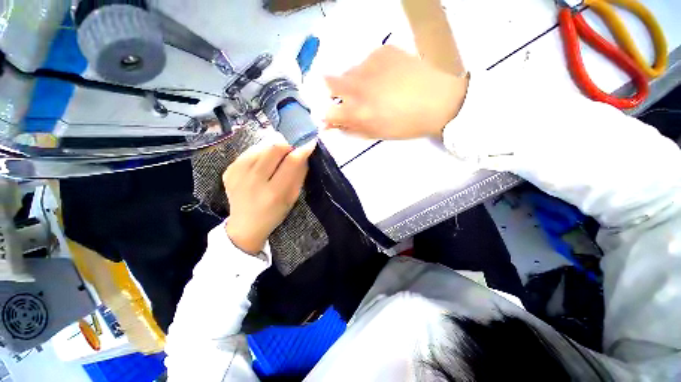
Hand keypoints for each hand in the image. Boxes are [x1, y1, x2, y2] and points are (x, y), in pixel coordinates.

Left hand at [224, 132, 315, 254]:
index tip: (310, 144)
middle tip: (291, 152)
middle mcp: (254, 181)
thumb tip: (304, 154)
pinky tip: (262, 164)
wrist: (246, 225)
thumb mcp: (292, 198)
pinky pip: (249, 152)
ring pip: (261, 147)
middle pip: (274, 148)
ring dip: (273, 150)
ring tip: (275, 160)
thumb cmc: (274, 213)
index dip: (302, 150)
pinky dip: (259, 154)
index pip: (291, 162)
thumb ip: (299, 175)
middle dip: (287, 146)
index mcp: (274, 193)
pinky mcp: (228, 170)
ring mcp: (238, 175)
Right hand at [323, 46, 467, 139]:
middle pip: (329, 83)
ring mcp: (369, 65)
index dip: (327, 116)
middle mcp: (358, 86)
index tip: (333, 117)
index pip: (326, 112)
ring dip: (354, 81)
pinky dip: (370, 70)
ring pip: (349, 71)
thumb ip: (350, 129)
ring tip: (375, 88)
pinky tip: (386, 76)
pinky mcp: (383, 50)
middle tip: (351, 98)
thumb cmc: (405, 125)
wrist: (438, 102)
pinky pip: (366, 61)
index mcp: (358, 112)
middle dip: (333, 92)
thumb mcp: (375, 133)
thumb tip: (331, 125)